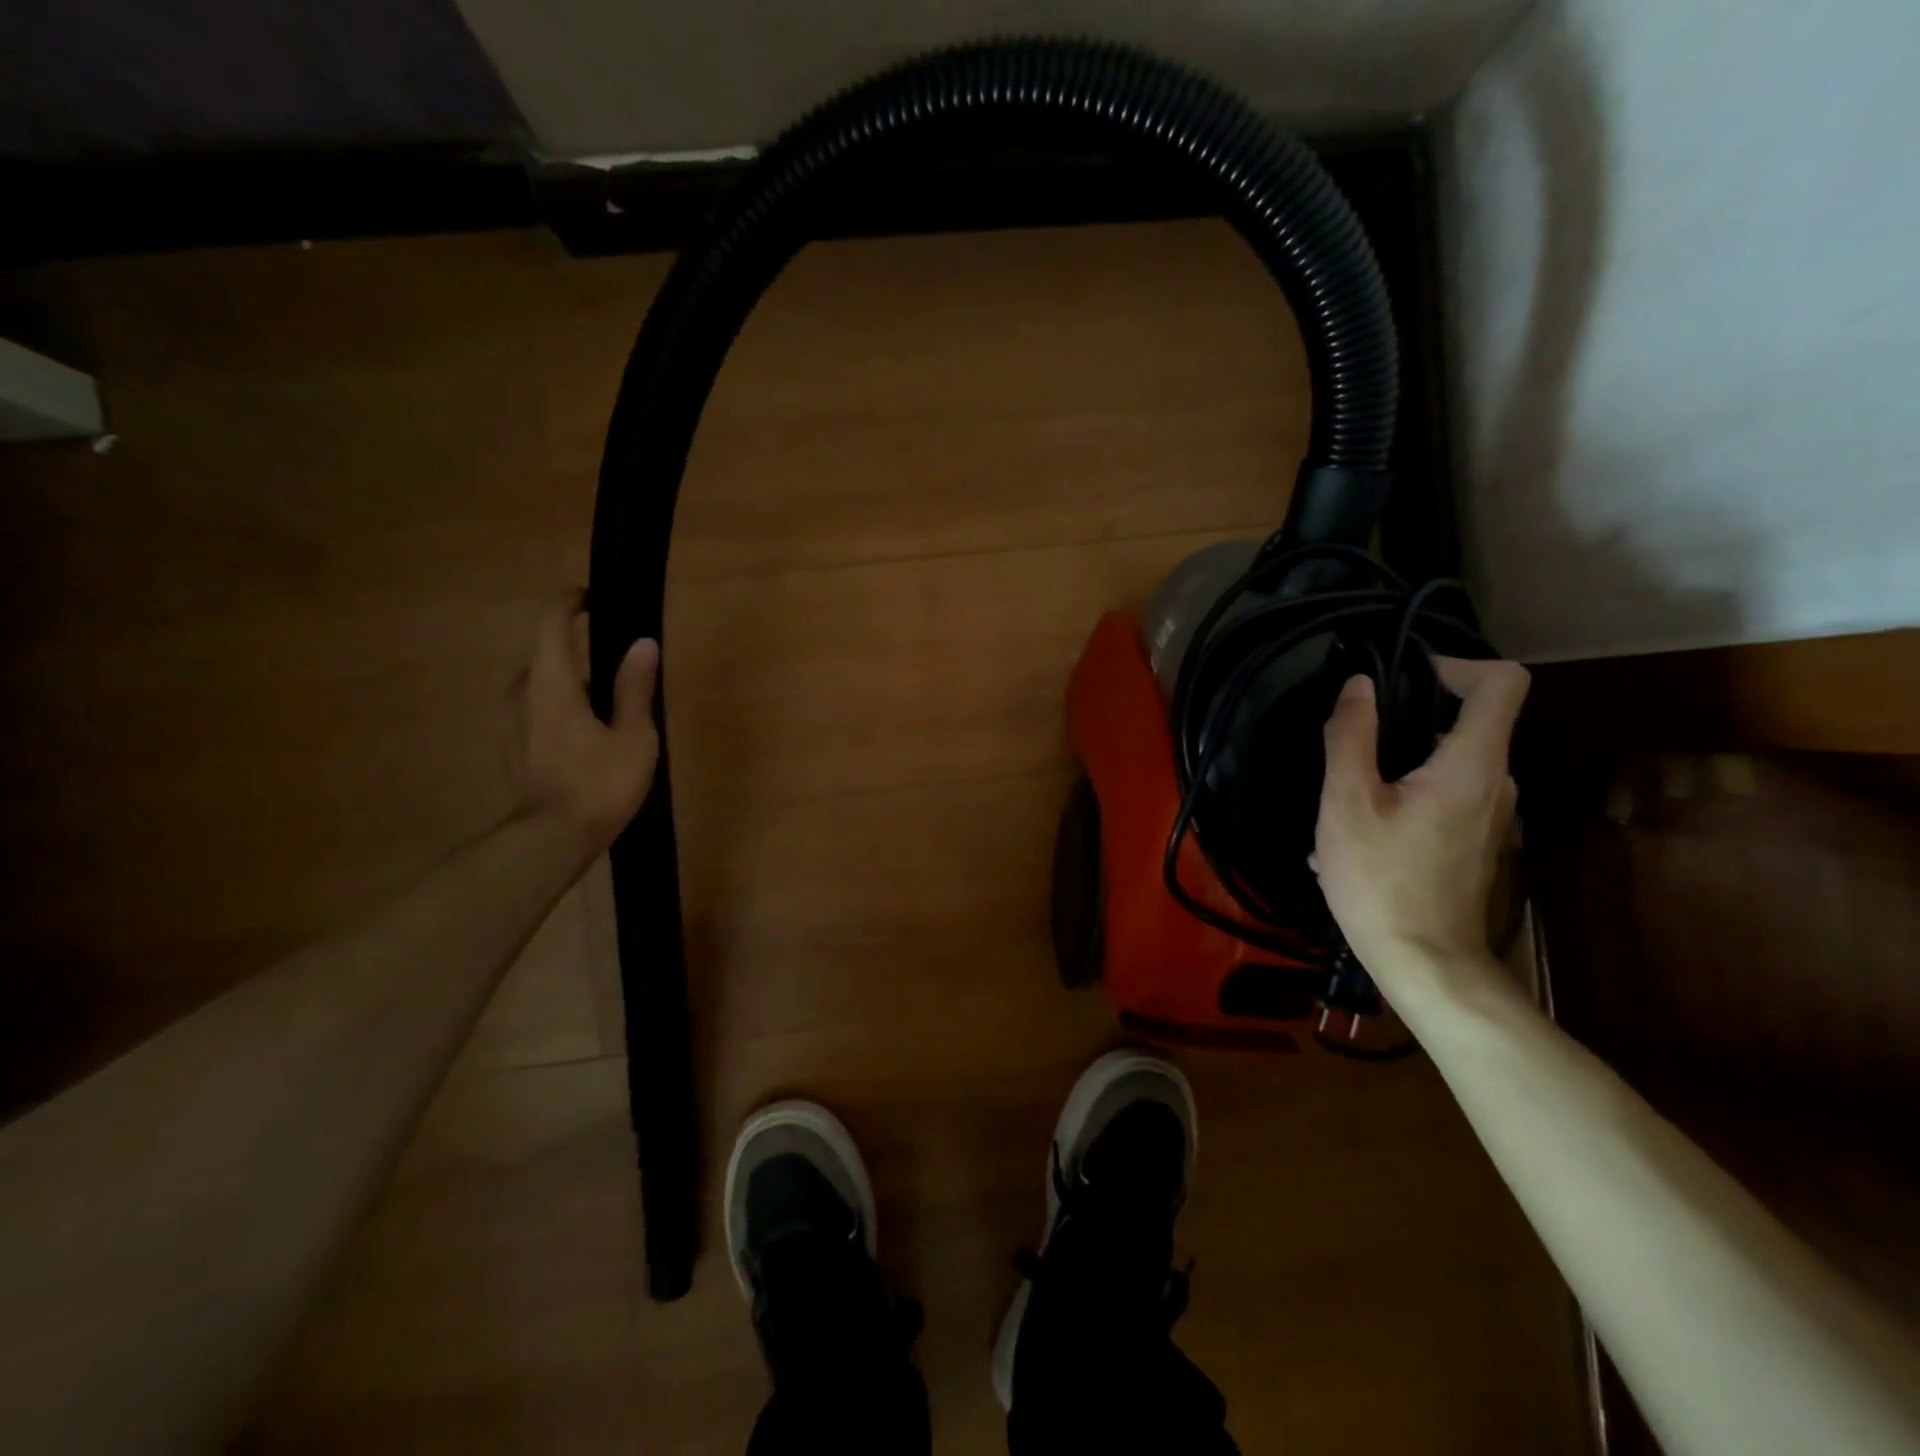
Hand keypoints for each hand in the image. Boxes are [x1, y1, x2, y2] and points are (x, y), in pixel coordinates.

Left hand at [517, 596, 659, 849]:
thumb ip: (634, 687)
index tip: (593, 598)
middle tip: (623, 671)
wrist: (553, 840)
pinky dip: (562, 709)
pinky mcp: (513, 747)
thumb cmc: (599, 783)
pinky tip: (591, 737)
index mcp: (550, 682)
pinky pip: (538, 710)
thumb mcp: (633, 735)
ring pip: (543, 686)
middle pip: (549, 656)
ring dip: (573, 686)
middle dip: (582, 655)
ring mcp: (511, 722)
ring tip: (611, 709)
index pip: (551, 623)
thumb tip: (642, 643)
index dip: (570, 603)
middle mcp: (522, 693)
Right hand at [1313, 658, 1528, 991]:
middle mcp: (1495, 783)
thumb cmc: (1381, 880)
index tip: (1404, 678)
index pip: (1502, 683)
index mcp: (1472, 764)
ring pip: (1448, 762)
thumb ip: (1351, 737)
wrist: (1424, 963)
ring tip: (1343, 794)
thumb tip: (1358, 685)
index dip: (1457, 664)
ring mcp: (1490, 816)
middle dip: (1410, 717)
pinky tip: (1357, 832)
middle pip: (1469, 721)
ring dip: (1397, 763)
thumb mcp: (1347, 803)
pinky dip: (1403, 795)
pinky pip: (1442, 796)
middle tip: (1353, 740)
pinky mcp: (1474, 842)